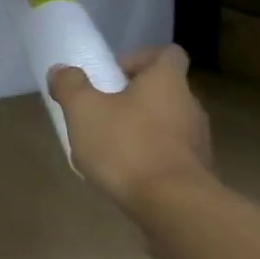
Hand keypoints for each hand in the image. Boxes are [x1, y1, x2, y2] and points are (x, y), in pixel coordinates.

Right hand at [48, 45, 214, 213]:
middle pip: (164, 91)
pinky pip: (170, 155)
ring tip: (109, 150)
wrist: (172, 205)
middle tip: (101, 114)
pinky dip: (150, 159)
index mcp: (167, 81)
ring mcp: (198, 141)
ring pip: (167, 125)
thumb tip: (61, 70)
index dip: (139, 59)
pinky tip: (126, 176)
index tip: (112, 76)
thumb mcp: (84, 111)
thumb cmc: (126, 147)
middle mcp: (190, 105)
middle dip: (133, 99)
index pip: (167, 53)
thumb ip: (70, 86)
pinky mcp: (197, 172)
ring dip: (141, 130)